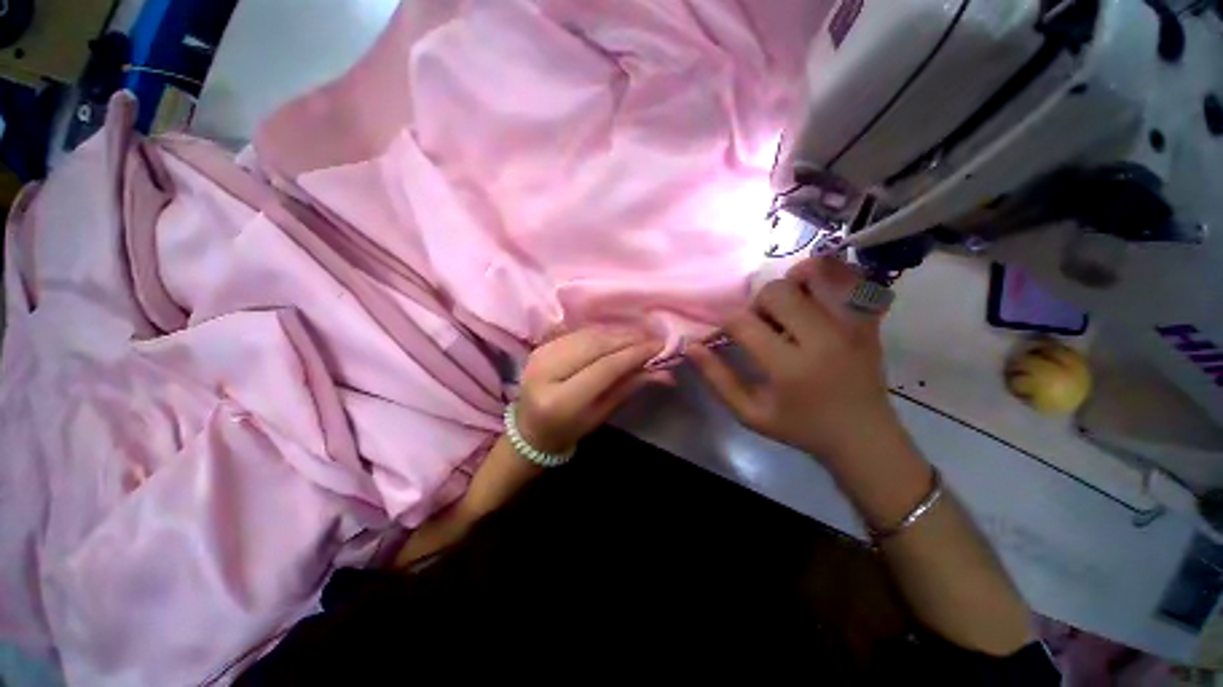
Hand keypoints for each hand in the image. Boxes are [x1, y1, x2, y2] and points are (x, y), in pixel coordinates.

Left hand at [516, 327, 667, 453]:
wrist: (530, 427)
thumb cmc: (569, 429)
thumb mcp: (602, 413)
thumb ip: (630, 387)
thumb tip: (665, 372)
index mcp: (560, 400)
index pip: (604, 367)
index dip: (634, 354)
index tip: (660, 346)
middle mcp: (546, 372)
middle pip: (595, 345)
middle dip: (629, 338)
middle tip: (654, 338)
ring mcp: (540, 354)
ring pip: (588, 334)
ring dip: (618, 332)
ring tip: (641, 335)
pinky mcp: (541, 345)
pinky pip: (578, 332)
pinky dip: (602, 331)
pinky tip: (619, 333)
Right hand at [688, 257, 898, 463]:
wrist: (863, 436)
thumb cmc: (801, 427)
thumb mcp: (749, 414)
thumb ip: (717, 379)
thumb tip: (691, 346)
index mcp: (789, 367)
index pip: (743, 322)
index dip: (727, 322)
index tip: (730, 334)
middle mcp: (822, 339)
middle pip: (778, 291)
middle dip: (758, 303)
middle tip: (762, 324)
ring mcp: (852, 325)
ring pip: (816, 274)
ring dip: (792, 284)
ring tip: (790, 307)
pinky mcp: (870, 320)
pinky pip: (851, 278)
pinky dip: (829, 276)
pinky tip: (816, 295)